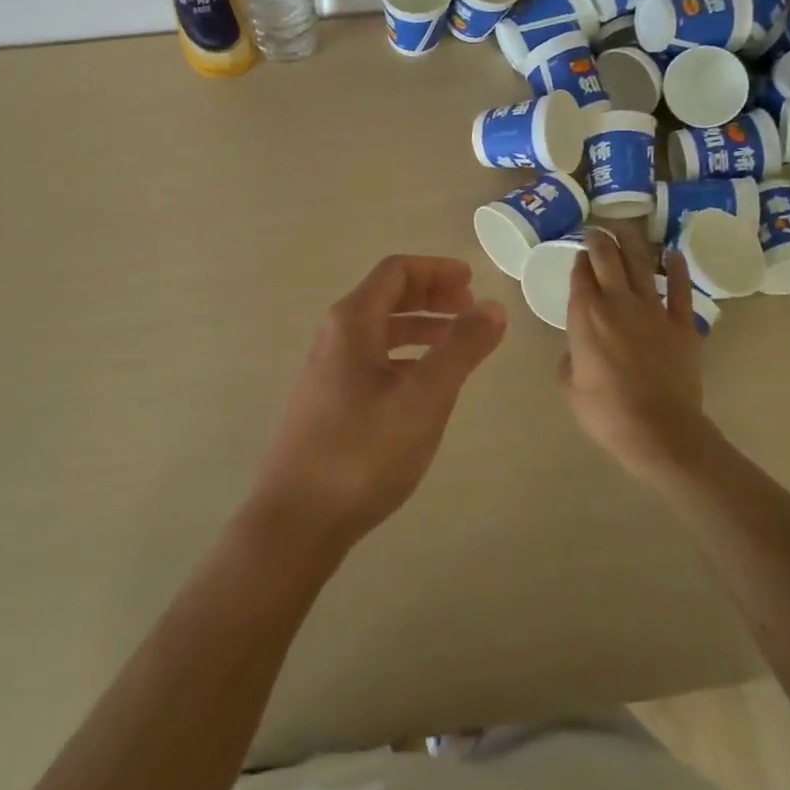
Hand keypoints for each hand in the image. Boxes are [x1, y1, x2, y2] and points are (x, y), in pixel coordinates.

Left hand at [248, 256, 506, 551]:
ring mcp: (327, 370)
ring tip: (457, 342)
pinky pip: (372, 360)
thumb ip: (461, 348)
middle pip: (386, 297)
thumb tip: (492, 306)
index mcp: (353, 322)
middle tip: (470, 308)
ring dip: (420, 327)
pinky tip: (424, 385)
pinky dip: (405, 357)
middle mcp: (335, 337)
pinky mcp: (328, 402)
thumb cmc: (363, 451)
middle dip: (431, 296)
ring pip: (380, 332)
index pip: (396, 272)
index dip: (436, 270)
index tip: (472, 282)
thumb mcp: (424, 397)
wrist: (297, 519)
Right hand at [563, 227, 714, 481]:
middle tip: (596, 230)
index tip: (578, 251)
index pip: (580, 275)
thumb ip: (571, 359)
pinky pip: (680, 289)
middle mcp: (617, 303)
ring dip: (631, 243)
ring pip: (641, 265)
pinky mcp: (682, 324)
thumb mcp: (571, 386)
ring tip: (625, 229)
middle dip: (600, 239)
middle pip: (607, 258)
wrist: (659, 429)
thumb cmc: (606, 412)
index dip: (578, 259)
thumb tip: (577, 351)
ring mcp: (653, 310)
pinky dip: (677, 269)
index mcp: (585, 315)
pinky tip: (673, 253)